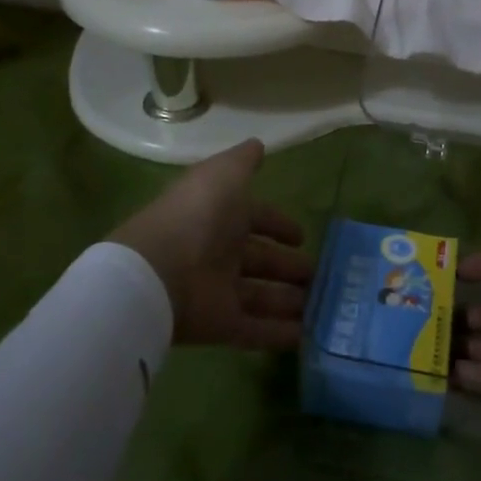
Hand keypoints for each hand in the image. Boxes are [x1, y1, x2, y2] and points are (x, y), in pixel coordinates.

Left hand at [110, 140, 312, 349]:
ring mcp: (219, 291)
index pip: (255, 219)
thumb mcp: (224, 175)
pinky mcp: (220, 326)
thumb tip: (258, 145)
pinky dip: (279, 333)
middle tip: (319, 274)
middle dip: (288, 266)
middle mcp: (220, 252)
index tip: (302, 236)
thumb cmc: (197, 215)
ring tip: (321, 305)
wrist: (159, 271)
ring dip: (289, 300)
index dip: (278, 225)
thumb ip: (242, 161)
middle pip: (261, 260)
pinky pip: (255, 330)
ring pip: (261, 296)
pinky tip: (308, 336)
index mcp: (220, 215)